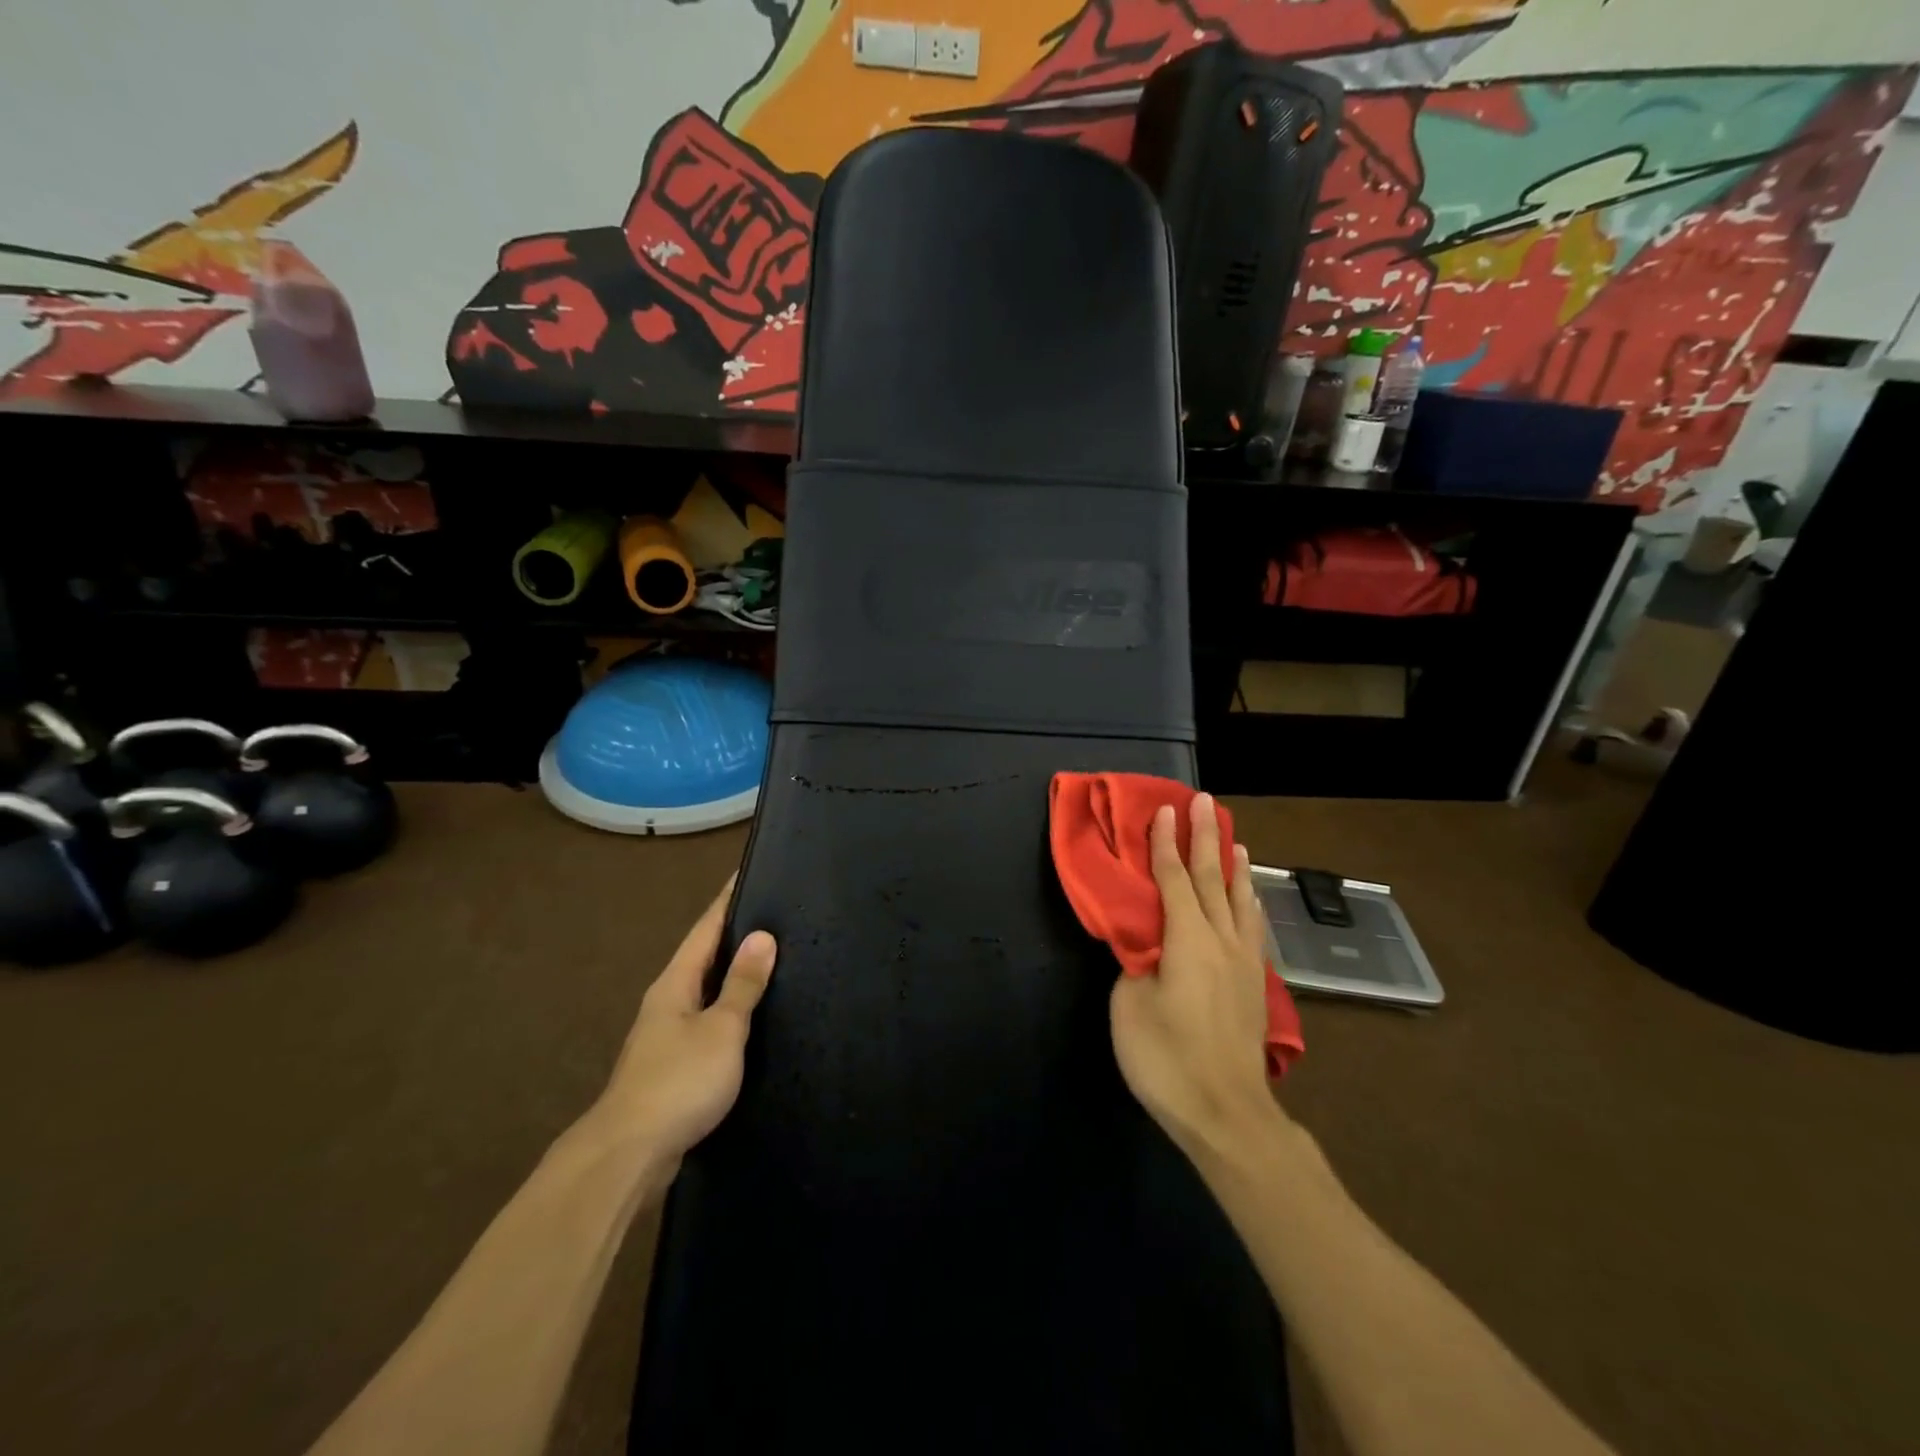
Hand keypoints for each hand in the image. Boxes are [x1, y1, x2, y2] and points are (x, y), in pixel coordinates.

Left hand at [592, 875, 777, 1162]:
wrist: (628, 1155)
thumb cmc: (679, 1081)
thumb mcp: (722, 1029)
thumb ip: (742, 984)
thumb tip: (763, 936)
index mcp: (675, 983)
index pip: (706, 928)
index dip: (728, 900)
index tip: (748, 872)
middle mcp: (666, 1002)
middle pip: (703, 957)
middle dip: (734, 935)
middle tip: (774, 915)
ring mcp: (665, 1037)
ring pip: (704, 992)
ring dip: (732, 975)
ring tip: (770, 961)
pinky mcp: (671, 1068)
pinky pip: (706, 1023)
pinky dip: (728, 1010)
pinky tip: (750, 1019)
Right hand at [1110, 794, 1284, 1157]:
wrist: (1227, 1113)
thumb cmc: (1167, 1059)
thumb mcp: (1130, 1006)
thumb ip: (1136, 963)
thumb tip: (1144, 943)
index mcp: (1188, 940)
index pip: (1175, 880)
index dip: (1165, 844)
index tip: (1164, 811)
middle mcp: (1222, 941)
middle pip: (1213, 879)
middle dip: (1205, 839)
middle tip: (1204, 803)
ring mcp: (1244, 963)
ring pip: (1240, 901)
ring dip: (1234, 866)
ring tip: (1235, 840)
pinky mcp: (1254, 985)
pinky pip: (1251, 927)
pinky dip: (1249, 903)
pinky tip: (1249, 901)